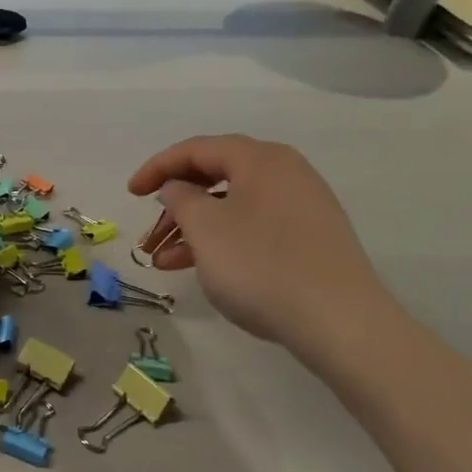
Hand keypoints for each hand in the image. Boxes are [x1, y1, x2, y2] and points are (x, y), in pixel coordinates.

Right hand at [127, 135, 397, 359]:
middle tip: (149, 234)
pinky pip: (253, 229)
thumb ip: (180, 198)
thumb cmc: (261, 265)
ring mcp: (302, 207)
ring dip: (194, 230)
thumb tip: (178, 188)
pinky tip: (202, 270)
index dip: (157, 168)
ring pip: (232, 208)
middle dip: (175, 207)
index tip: (130, 194)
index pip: (196, 149)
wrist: (340, 322)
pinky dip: (222, 243)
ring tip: (163, 263)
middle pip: (215, 178)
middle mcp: (285, 173)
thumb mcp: (205, 228)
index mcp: (260, 158)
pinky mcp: (310, 240)